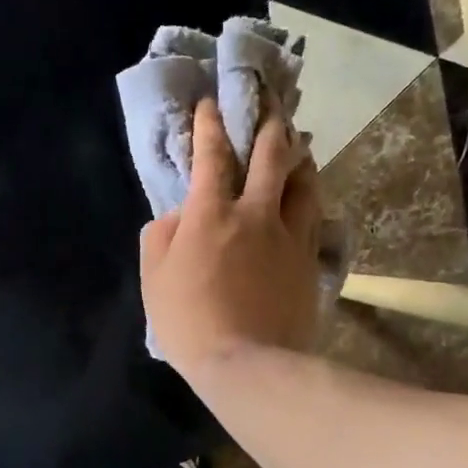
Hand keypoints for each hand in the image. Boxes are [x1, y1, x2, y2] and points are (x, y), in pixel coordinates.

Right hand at [140, 98, 321, 376]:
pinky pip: (313, 218)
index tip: (210, 104)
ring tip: (298, 144)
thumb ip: (160, 237)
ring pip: (303, 182)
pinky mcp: (309, 261)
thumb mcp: (154, 280)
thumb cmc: (189, 322)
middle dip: (269, 124)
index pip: (210, 157)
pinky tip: (309, 195)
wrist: (248, 363)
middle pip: (270, 156)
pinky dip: (309, 197)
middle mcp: (255, 213)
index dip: (209, 126)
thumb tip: (176, 215)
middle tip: (272, 105)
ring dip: (299, 156)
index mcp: (210, 215)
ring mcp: (289, 236)